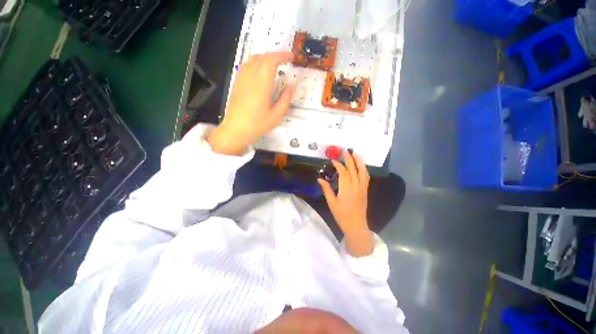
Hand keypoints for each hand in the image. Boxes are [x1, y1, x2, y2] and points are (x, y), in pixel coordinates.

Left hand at [208, 52, 294, 154]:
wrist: (236, 129)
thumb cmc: (258, 123)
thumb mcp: (276, 115)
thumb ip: (285, 99)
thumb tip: (291, 85)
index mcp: (262, 83)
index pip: (272, 60)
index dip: (283, 55)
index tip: (291, 57)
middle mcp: (251, 75)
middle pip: (263, 57)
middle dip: (275, 55)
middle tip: (285, 61)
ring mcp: (242, 77)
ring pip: (253, 58)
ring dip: (265, 57)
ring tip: (274, 64)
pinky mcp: (237, 81)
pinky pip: (246, 64)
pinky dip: (256, 62)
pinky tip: (260, 70)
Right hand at [318, 150, 372, 256]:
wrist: (356, 225)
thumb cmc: (342, 215)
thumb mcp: (331, 202)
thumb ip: (326, 189)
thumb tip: (319, 179)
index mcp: (346, 189)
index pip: (343, 172)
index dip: (338, 165)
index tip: (333, 160)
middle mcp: (356, 186)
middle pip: (353, 169)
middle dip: (349, 158)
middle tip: (345, 150)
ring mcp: (362, 188)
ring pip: (362, 171)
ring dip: (359, 161)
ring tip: (355, 153)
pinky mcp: (365, 190)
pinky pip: (366, 177)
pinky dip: (363, 169)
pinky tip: (360, 165)